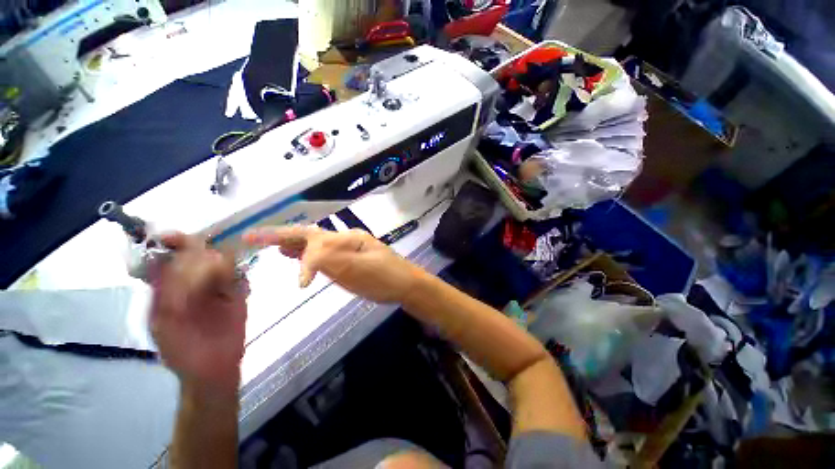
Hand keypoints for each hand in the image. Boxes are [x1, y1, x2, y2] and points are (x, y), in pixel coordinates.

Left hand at [149, 233, 247, 394]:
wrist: (215, 370)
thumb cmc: (183, 352)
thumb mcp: (164, 325)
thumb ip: (165, 294)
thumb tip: (174, 263)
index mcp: (168, 288)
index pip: (171, 256)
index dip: (174, 243)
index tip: (176, 236)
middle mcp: (192, 282)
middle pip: (198, 254)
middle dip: (203, 260)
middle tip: (210, 279)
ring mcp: (217, 286)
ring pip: (222, 261)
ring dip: (223, 269)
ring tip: (224, 290)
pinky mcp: (238, 292)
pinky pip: (240, 275)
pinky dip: (239, 277)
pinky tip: (236, 292)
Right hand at [243, 226, 421, 303]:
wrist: (406, 285)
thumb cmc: (388, 278)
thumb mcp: (364, 270)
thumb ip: (337, 260)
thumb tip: (308, 256)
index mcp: (349, 239)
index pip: (317, 242)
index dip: (304, 260)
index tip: (301, 284)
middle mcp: (345, 240)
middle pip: (310, 235)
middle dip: (282, 235)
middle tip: (253, 236)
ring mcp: (347, 249)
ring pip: (314, 242)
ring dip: (291, 242)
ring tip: (268, 244)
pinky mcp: (348, 261)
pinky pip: (322, 254)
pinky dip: (305, 253)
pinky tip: (296, 257)